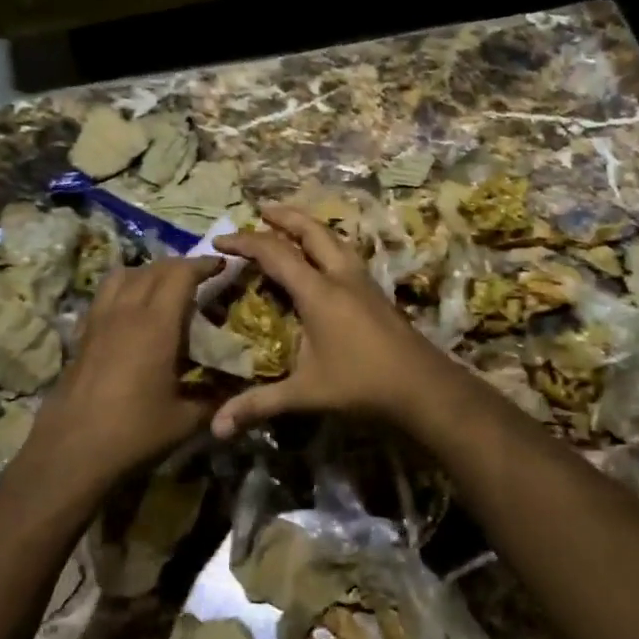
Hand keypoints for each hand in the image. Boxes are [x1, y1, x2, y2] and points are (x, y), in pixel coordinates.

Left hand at [23, 256, 222, 493]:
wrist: (71, 453)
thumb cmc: (134, 432)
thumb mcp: (186, 420)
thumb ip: (217, 399)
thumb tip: (241, 390)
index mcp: (155, 324)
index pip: (180, 274)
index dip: (203, 264)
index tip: (222, 265)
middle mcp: (125, 312)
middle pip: (152, 269)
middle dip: (179, 266)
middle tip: (200, 277)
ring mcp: (98, 322)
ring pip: (122, 276)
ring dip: (147, 273)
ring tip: (164, 288)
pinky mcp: (82, 337)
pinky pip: (104, 297)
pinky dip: (123, 291)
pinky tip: (132, 315)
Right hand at [210, 204, 453, 438]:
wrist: (422, 386)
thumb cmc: (361, 384)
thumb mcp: (306, 393)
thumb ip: (260, 405)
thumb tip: (216, 429)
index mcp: (319, 292)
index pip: (275, 254)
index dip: (245, 243)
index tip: (219, 241)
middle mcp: (341, 277)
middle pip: (312, 231)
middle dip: (284, 217)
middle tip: (262, 209)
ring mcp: (363, 282)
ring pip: (335, 239)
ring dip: (310, 226)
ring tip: (293, 225)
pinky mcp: (377, 293)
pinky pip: (347, 254)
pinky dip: (328, 245)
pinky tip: (327, 259)